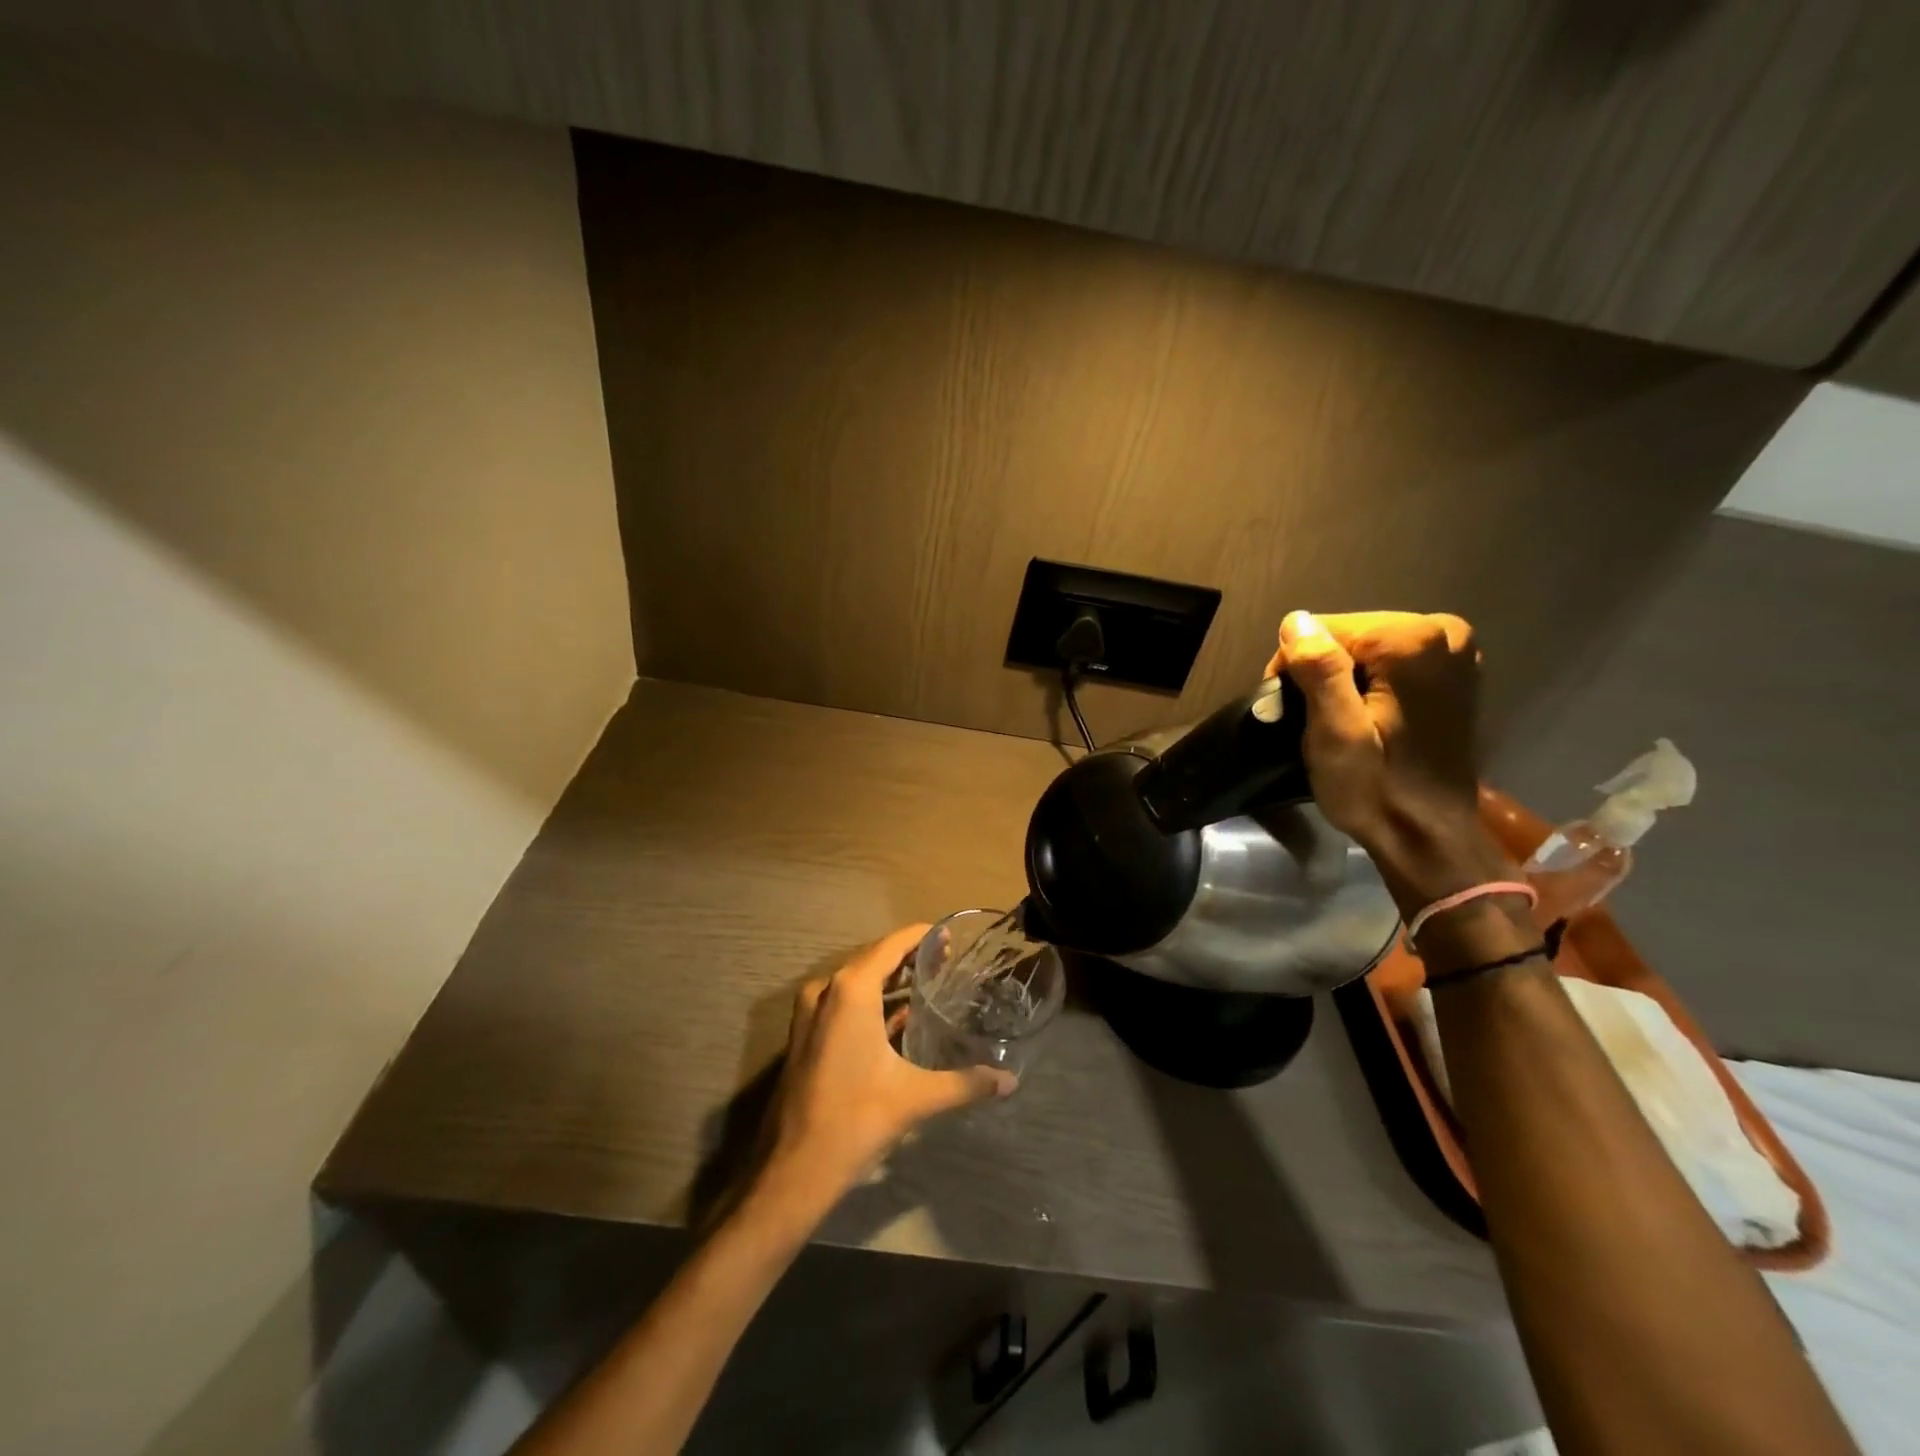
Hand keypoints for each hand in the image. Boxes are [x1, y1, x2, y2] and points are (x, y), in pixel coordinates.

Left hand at [755, 925, 1015, 1214]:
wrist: (793, 1170)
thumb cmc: (855, 1119)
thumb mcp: (916, 1097)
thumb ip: (965, 1083)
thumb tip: (1009, 1081)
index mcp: (851, 990)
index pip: (892, 944)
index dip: (921, 937)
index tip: (950, 937)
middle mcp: (827, 989)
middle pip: (873, 957)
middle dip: (908, 956)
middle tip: (947, 961)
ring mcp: (810, 1012)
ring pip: (856, 981)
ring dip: (889, 978)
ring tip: (927, 982)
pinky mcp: (805, 1035)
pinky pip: (843, 1002)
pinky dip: (871, 1001)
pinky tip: (899, 1017)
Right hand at [1266, 610, 1510, 910]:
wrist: (1427, 835)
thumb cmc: (1375, 789)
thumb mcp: (1334, 735)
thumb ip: (1320, 672)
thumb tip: (1297, 621)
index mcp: (1411, 641)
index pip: (1322, 628)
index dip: (1298, 667)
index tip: (1296, 711)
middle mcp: (1442, 632)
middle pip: (1348, 632)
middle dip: (1323, 670)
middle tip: (1318, 720)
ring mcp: (1456, 650)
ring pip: (1368, 644)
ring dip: (1346, 677)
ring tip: (1344, 722)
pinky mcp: (1457, 671)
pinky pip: (1393, 658)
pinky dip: (1374, 680)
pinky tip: (1374, 716)